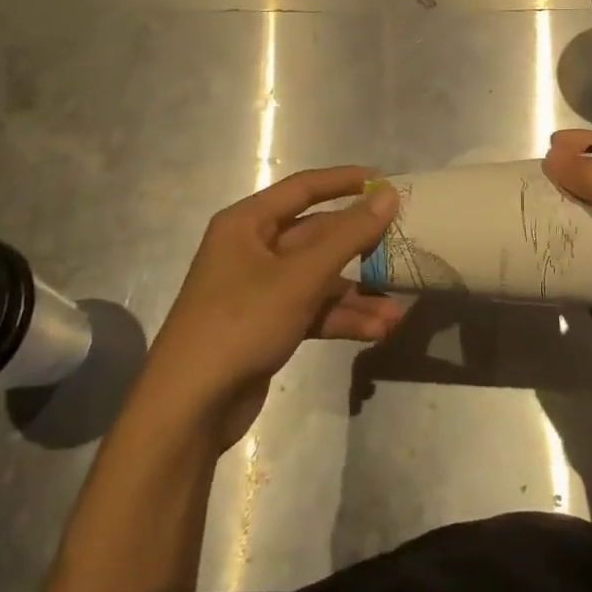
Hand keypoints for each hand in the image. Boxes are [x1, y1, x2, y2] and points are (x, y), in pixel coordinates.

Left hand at [144, 167, 403, 450]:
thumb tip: (388, 196)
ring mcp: (261, 289)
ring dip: (357, 294)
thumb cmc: (240, 323)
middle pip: (317, 235)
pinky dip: (342, 318)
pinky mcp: (268, 325)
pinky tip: (377, 331)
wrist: (188, 409)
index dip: (345, 181)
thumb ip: (348, 235)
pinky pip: (313, 309)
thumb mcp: (300, 277)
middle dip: (360, 248)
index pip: (303, 188)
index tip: (386, 182)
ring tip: (396, 312)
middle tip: (403, 246)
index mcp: (247, 223)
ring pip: (319, 278)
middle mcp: (253, 249)